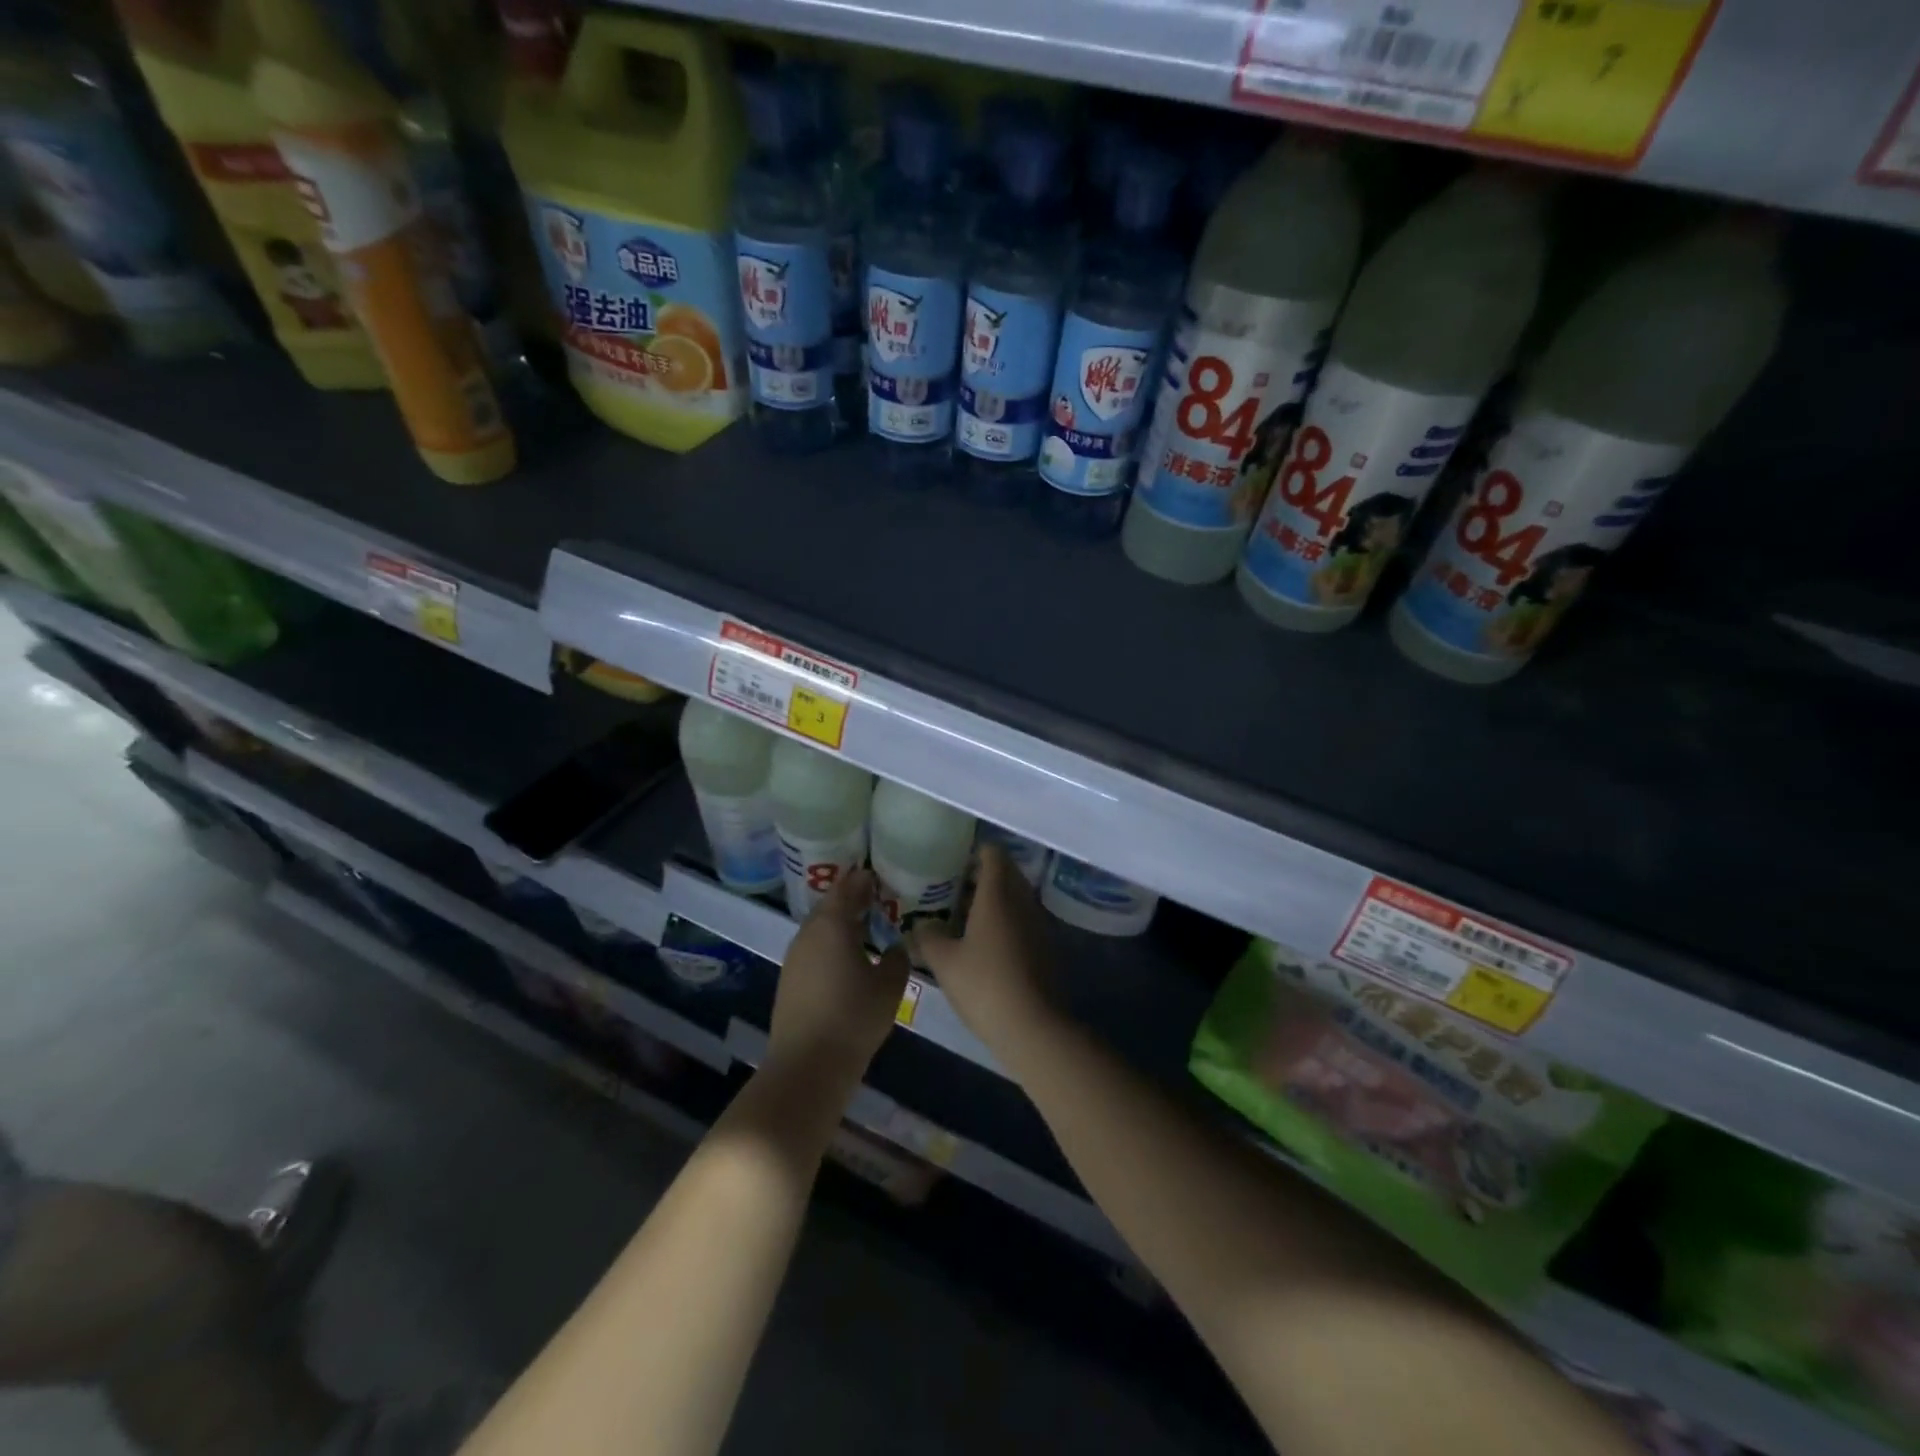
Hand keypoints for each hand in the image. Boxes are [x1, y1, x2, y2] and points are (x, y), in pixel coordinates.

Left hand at [767, 868, 908, 1084]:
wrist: (807, 1065)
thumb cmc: (853, 1018)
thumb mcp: (889, 986)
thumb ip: (897, 958)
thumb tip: (894, 946)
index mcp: (832, 924)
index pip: (848, 888)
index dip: (863, 880)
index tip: (878, 875)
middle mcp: (809, 933)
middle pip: (830, 905)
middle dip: (851, 899)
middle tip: (874, 898)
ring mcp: (795, 957)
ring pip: (819, 928)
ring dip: (839, 923)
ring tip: (864, 926)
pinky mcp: (789, 980)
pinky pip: (813, 948)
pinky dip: (830, 943)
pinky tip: (846, 957)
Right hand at [911, 845, 1058, 1048]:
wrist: (1033, 1027)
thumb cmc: (984, 985)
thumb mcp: (944, 961)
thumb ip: (928, 936)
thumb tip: (921, 924)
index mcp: (998, 894)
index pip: (993, 854)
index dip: (974, 852)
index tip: (953, 861)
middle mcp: (1023, 901)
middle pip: (1006, 873)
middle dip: (982, 876)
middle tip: (953, 889)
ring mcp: (1039, 924)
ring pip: (1016, 898)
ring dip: (995, 900)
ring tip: (965, 917)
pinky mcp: (1046, 948)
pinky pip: (1024, 920)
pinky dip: (1006, 922)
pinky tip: (986, 944)